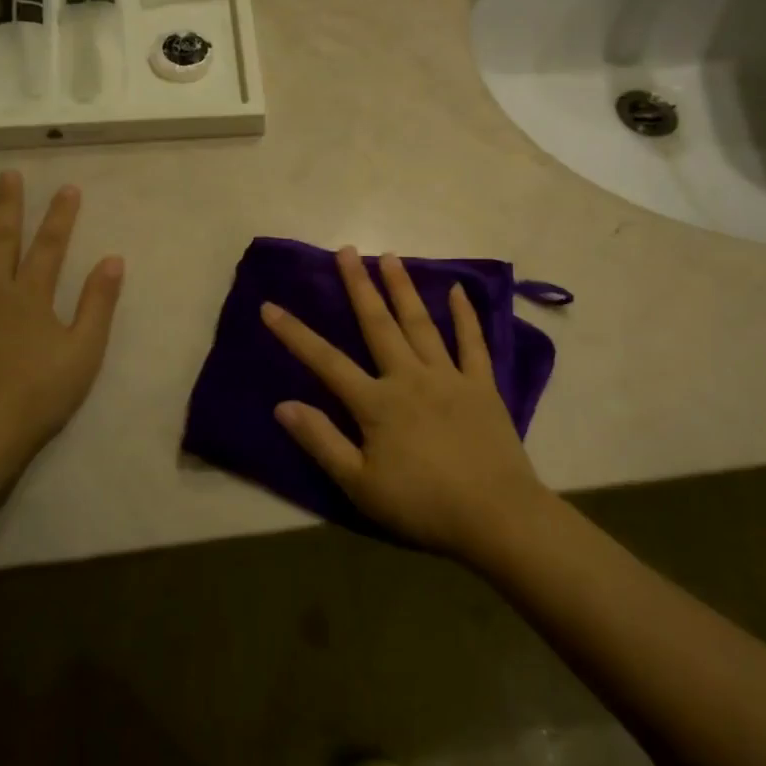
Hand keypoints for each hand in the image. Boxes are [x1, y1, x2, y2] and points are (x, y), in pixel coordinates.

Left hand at [0, 173, 122, 492]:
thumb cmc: (37, 397)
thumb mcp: (84, 352)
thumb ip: (98, 304)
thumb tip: (113, 260)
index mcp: (30, 297)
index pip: (50, 246)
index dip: (60, 216)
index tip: (67, 188)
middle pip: (1, 241)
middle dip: (8, 206)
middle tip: (7, 174)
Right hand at [261, 247, 550, 558]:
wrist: (495, 515)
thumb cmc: (421, 504)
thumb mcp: (359, 485)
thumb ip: (322, 441)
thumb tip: (283, 405)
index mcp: (377, 403)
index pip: (326, 362)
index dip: (295, 334)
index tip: (270, 306)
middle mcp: (410, 377)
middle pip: (378, 324)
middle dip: (359, 286)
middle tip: (347, 250)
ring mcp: (449, 377)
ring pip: (421, 323)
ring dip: (403, 288)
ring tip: (390, 256)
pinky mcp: (482, 385)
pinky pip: (473, 343)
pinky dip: (465, 315)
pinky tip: (458, 290)